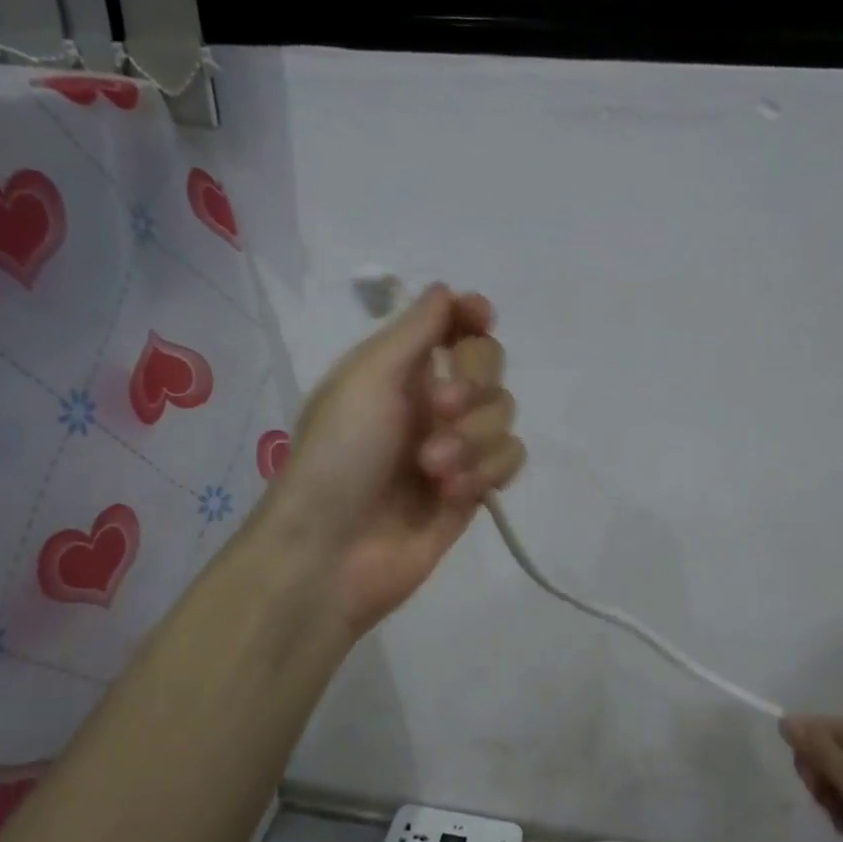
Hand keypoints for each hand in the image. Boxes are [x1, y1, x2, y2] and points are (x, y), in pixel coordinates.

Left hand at [264, 284, 525, 636]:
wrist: (333, 552)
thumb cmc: (340, 454)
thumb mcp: (368, 377)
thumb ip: (416, 329)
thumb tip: (446, 289)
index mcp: (399, 369)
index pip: (452, 327)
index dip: (471, 317)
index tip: (479, 317)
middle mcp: (431, 401)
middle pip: (489, 365)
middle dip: (473, 385)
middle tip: (441, 410)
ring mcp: (456, 446)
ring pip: (503, 415)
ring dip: (473, 439)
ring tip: (432, 470)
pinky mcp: (474, 489)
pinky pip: (509, 459)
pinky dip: (485, 472)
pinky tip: (450, 495)